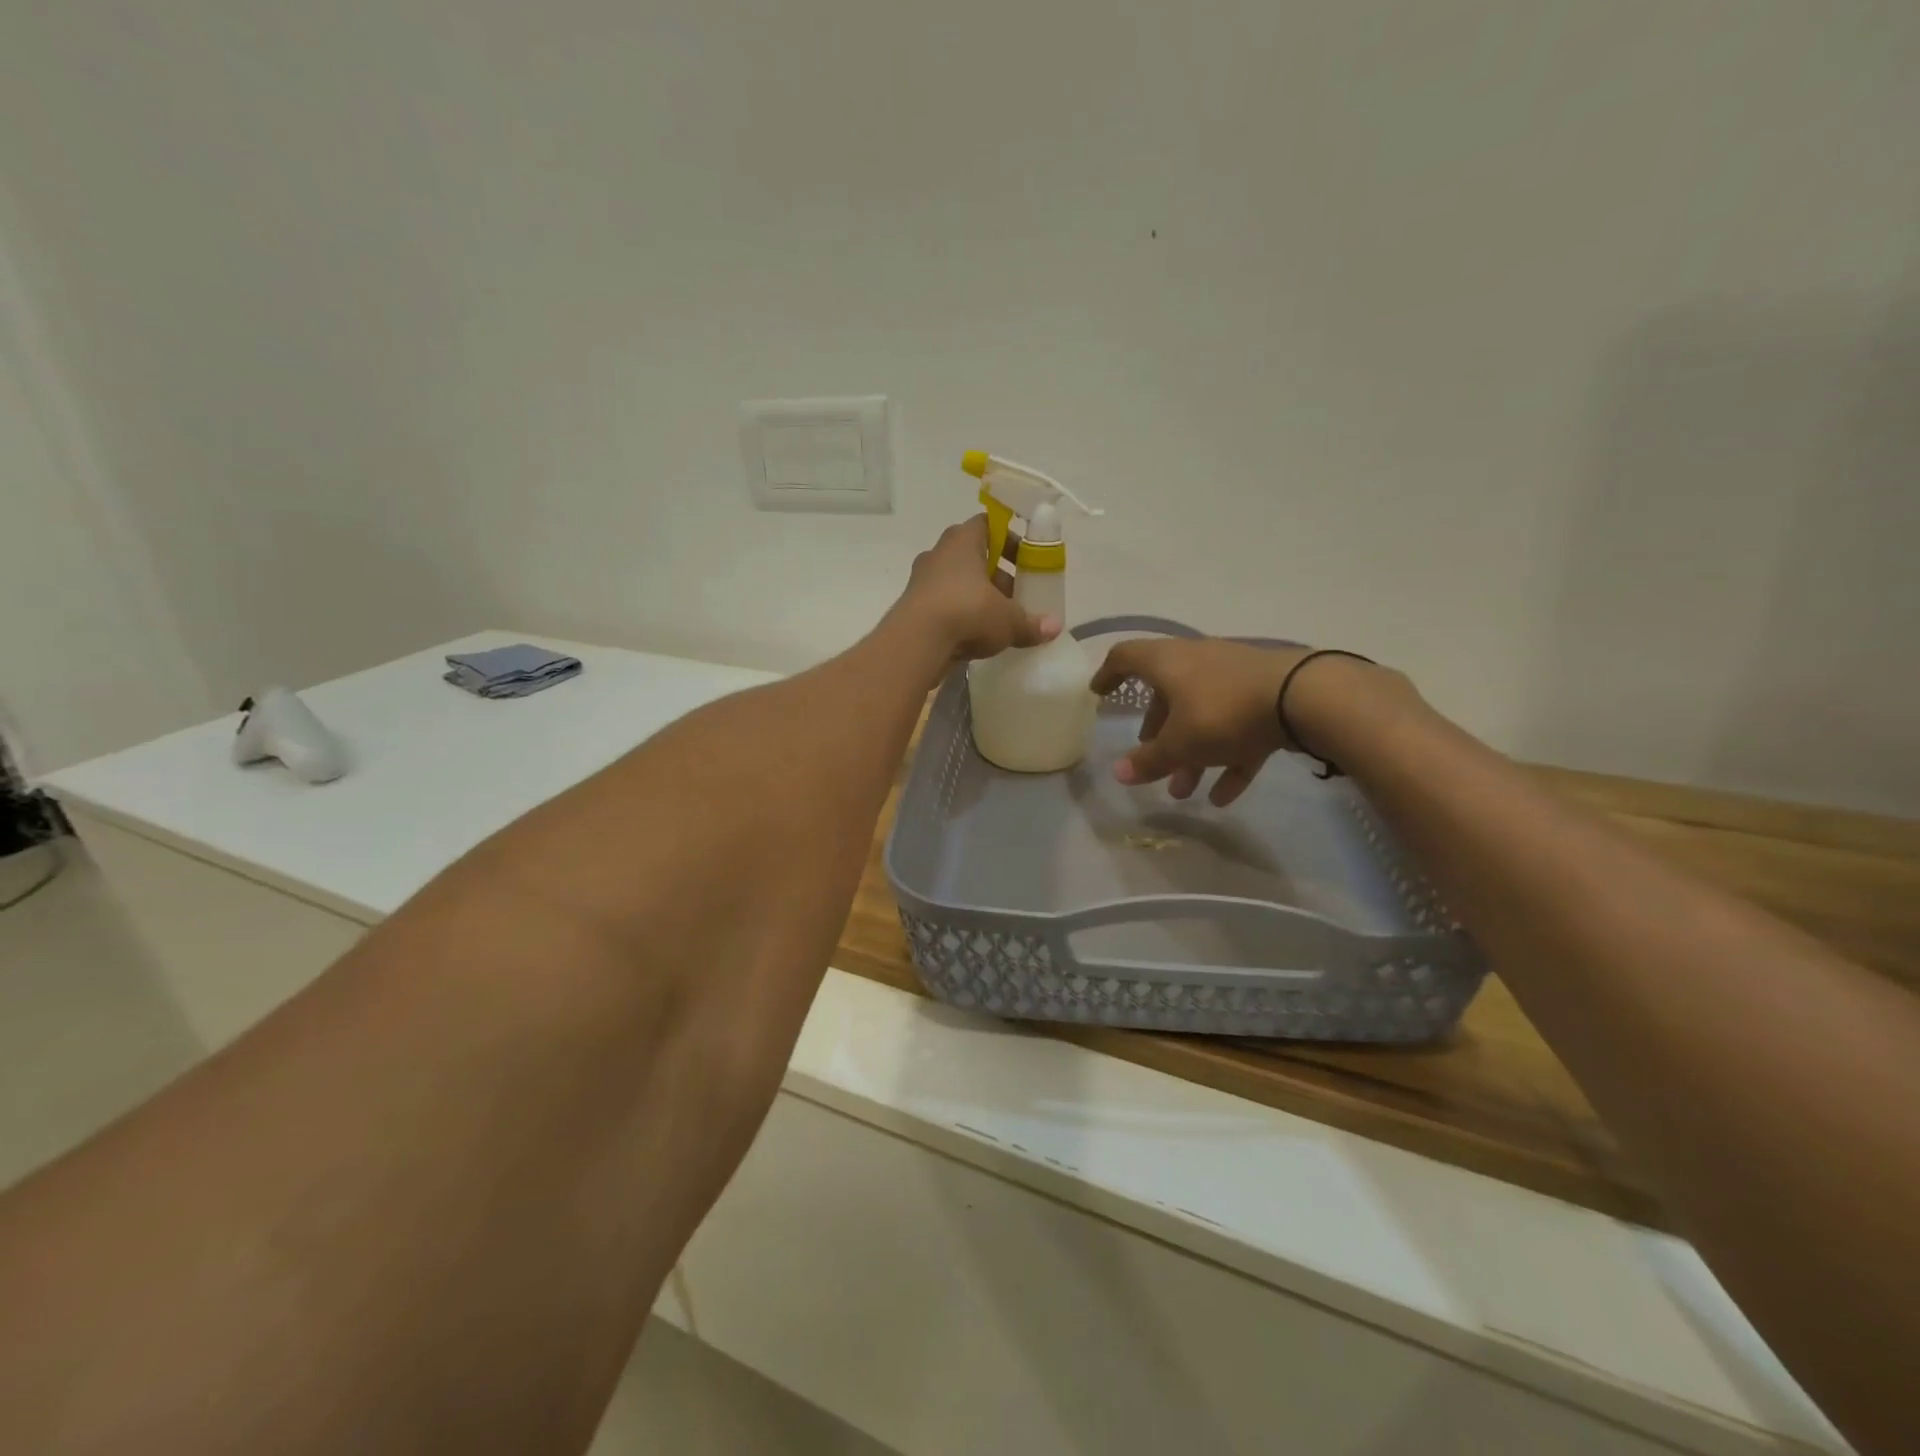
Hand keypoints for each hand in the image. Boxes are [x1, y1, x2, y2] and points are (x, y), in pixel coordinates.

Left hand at [899, 516, 1059, 660]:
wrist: (916, 642)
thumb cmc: (967, 612)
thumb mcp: (1008, 620)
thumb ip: (1031, 623)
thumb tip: (1055, 627)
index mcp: (962, 540)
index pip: (987, 524)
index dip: (1008, 538)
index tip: (1025, 559)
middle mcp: (938, 554)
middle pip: (973, 556)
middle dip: (997, 575)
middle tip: (1016, 596)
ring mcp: (921, 580)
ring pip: (956, 583)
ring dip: (977, 598)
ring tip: (999, 622)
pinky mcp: (912, 608)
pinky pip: (943, 605)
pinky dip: (959, 616)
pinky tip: (975, 637)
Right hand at [1090, 639, 1306, 804]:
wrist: (1305, 698)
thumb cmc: (1224, 711)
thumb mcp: (1180, 742)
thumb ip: (1149, 760)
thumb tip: (1118, 774)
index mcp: (1169, 663)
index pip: (1127, 658)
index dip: (1109, 675)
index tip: (1099, 694)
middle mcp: (1199, 663)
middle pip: (1167, 695)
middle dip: (1157, 732)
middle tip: (1150, 760)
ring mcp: (1235, 679)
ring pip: (1203, 716)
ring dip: (1190, 755)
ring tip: (1182, 792)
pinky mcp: (1265, 698)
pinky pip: (1237, 731)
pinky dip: (1226, 759)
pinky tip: (1222, 797)